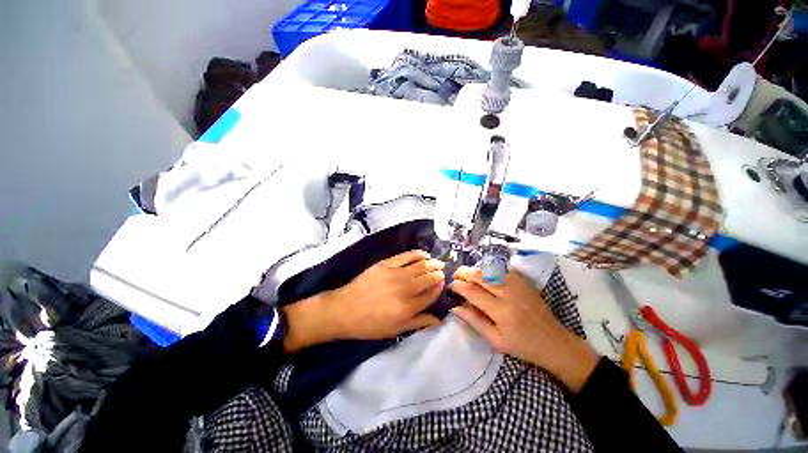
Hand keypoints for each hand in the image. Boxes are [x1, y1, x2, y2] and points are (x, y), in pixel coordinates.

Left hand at [283, 250, 443, 351]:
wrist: (345, 309)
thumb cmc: (370, 324)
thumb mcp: (395, 330)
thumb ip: (418, 323)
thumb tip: (438, 320)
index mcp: (408, 307)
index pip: (431, 294)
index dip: (439, 288)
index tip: (443, 283)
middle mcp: (405, 288)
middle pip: (428, 278)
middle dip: (438, 274)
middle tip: (442, 272)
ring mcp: (396, 273)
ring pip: (420, 266)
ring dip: (432, 263)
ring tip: (438, 263)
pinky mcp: (386, 264)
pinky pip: (406, 256)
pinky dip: (417, 254)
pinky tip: (424, 254)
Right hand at [451, 266, 598, 392]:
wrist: (554, 343)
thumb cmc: (523, 346)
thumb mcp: (496, 340)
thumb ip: (474, 321)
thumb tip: (455, 308)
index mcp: (500, 312)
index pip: (472, 292)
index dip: (459, 286)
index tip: (451, 286)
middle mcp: (508, 294)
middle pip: (480, 276)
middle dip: (464, 273)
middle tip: (455, 275)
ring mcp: (518, 285)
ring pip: (490, 270)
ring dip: (475, 270)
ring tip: (467, 274)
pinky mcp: (524, 282)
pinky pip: (503, 269)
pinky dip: (490, 269)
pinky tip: (485, 273)